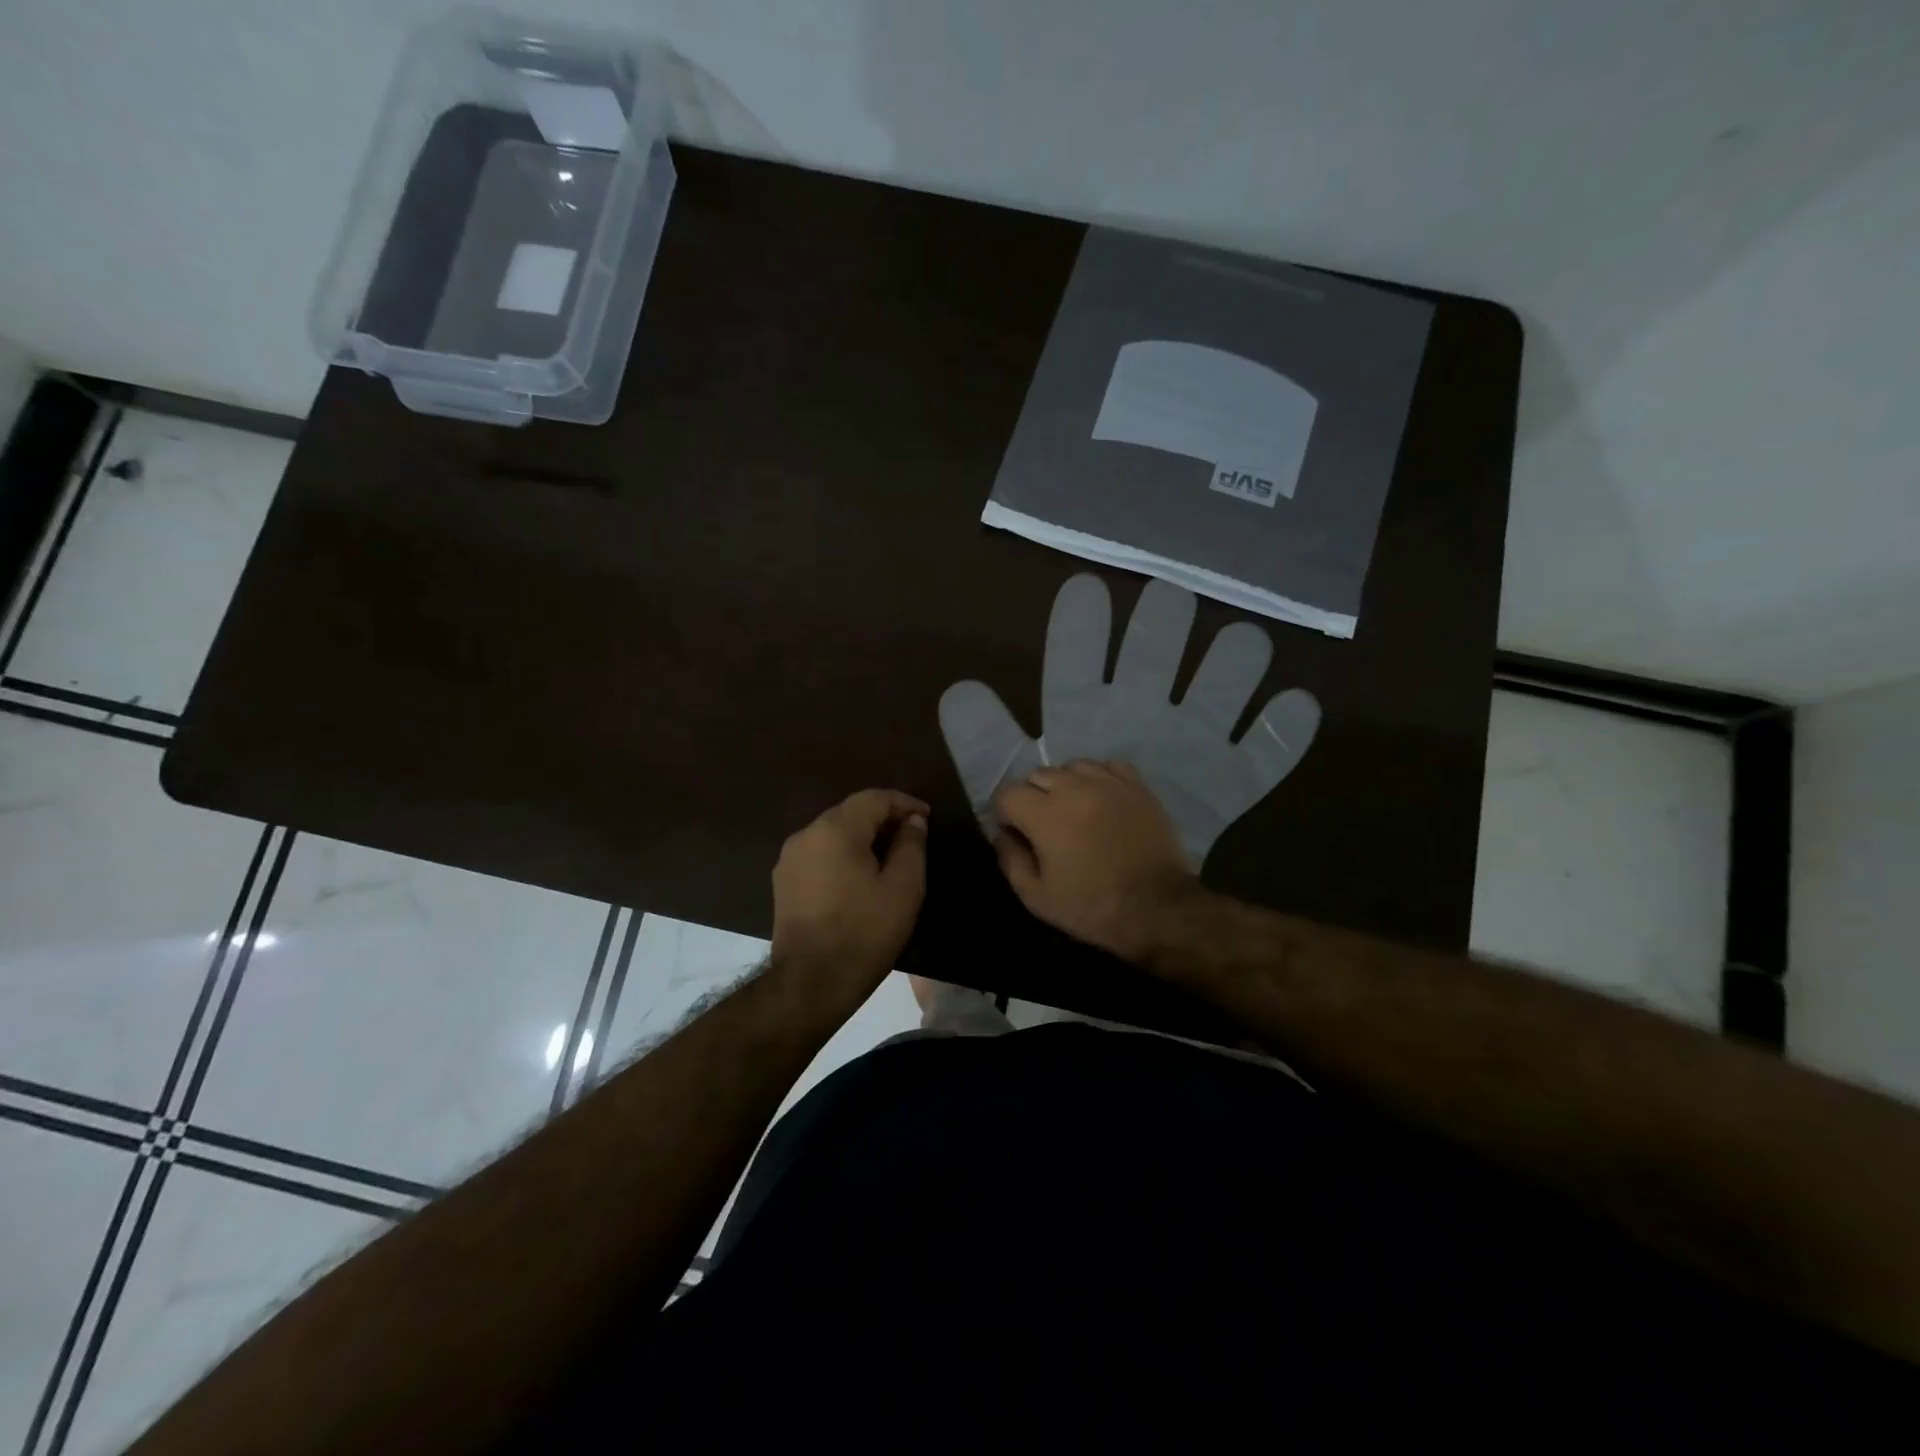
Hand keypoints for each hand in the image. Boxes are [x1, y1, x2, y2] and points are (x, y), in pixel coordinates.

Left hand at [771, 788, 928, 994]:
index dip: (904, 803)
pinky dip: (843, 854)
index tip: (927, 817)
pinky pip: (819, 853)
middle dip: (883, 818)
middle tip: (912, 835)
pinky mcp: (783, 882)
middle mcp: (807, 834)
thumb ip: (911, 845)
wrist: (811, 983)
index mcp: (835, 829)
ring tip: (889, 856)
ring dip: (862, 836)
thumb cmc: (865, 932)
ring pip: (833, 832)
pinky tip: (860, 875)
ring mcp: (790, 858)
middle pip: (850, 812)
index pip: (874, 798)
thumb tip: (913, 821)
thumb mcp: (903, 888)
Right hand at [992, 760, 1202, 965]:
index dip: (1005, 814)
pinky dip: (1099, 778)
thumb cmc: (1092, 907)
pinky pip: (1109, 766)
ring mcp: (1108, 783)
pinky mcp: (1137, 786)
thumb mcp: (1037, 897)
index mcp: (1044, 814)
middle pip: (1037, 775)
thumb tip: (1003, 835)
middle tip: (1044, 827)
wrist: (1158, 908)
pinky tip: (1102, 800)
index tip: (1016, 834)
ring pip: (1072, 766)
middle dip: (1032, 797)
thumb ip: (1011, 860)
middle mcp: (1073, 788)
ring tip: (1074, 810)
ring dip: (1065, 785)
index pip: (1007, 793)